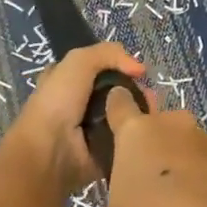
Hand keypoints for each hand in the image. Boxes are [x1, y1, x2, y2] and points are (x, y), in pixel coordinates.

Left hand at [0, 41, 146, 196]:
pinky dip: (140, 135)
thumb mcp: (78, 62)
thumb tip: (140, 69)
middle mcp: (79, 104)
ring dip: (141, 112)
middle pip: (116, 92)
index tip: (140, 72)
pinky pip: (127, 139)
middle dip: (136, 90)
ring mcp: (92, 130)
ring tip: (155, 111)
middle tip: (151, 94)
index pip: (98, 69)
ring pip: (124, 115)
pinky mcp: (104, 151)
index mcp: (67, 81)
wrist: (51, 151)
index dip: (119, 67)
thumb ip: (109, 54)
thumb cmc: (58, 102)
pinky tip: (151, 129)